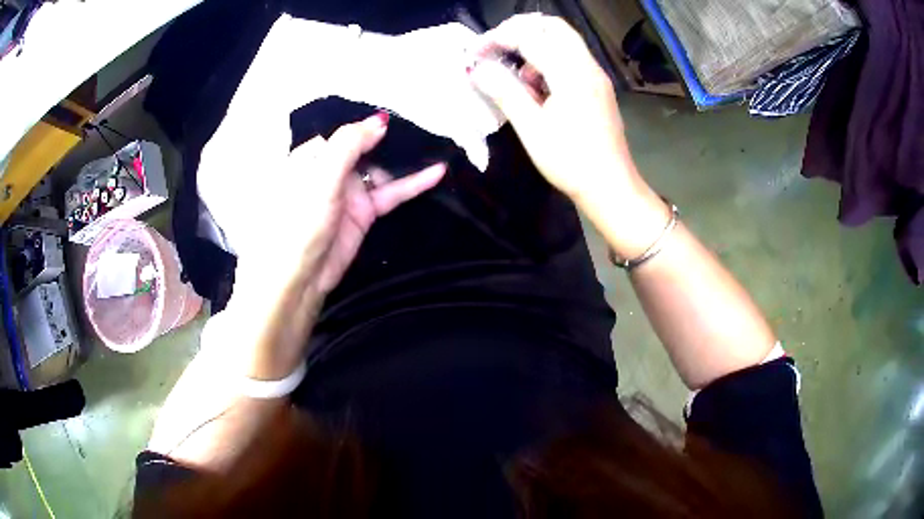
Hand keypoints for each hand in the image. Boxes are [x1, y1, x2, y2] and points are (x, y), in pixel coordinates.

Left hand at [203, 114, 444, 379]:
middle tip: (425, 128)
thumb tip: (379, 120)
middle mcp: (329, 170)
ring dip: (405, 160)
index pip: (343, 133)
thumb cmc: (297, 222)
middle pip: (365, 148)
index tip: (397, 116)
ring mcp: (348, 192)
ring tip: (436, 145)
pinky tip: (436, 172)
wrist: (297, 278)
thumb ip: (348, 146)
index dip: (367, 125)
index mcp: (311, 156)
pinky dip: (412, 183)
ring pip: (381, 169)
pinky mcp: (364, 213)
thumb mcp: (320, 178)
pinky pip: (391, 193)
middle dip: (390, 139)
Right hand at [467, 14, 640, 203]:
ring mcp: (596, 76)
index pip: (530, 36)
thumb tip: (477, 70)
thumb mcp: (532, 129)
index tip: (475, 52)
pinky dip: (549, 60)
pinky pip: (571, 58)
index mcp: (572, 75)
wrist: (611, 187)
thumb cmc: (570, 162)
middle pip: (553, 26)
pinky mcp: (598, 88)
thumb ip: (504, 92)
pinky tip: (537, 87)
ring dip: (535, 45)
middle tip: (496, 48)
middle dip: (520, 30)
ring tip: (517, 75)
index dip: (498, 38)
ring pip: (563, 40)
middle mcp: (588, 67)